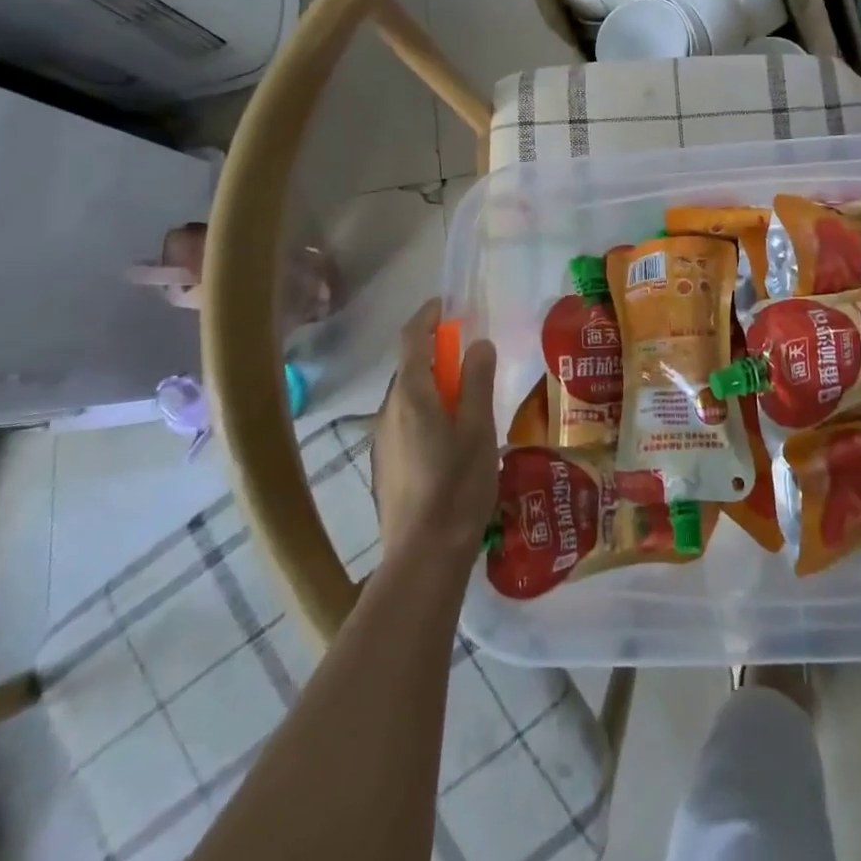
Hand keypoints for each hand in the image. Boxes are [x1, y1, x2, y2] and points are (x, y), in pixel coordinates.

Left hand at [373, 300, 497, 571]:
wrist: (422, 555)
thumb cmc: (457, 485)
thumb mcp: (478, 428)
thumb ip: (476, 381)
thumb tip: (477, 344)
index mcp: (411, 396)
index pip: (412, 339)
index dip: (428, 317)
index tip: (446, 305)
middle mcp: (388, 411)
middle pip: (409, 368)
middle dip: (437, 355)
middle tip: (470, 360)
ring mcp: (382, 439)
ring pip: (407, 398)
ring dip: (432, 386)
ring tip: (467, 404)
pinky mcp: (385, 464)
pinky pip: (405, 421)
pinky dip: (426, 412)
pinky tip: (450, 440)